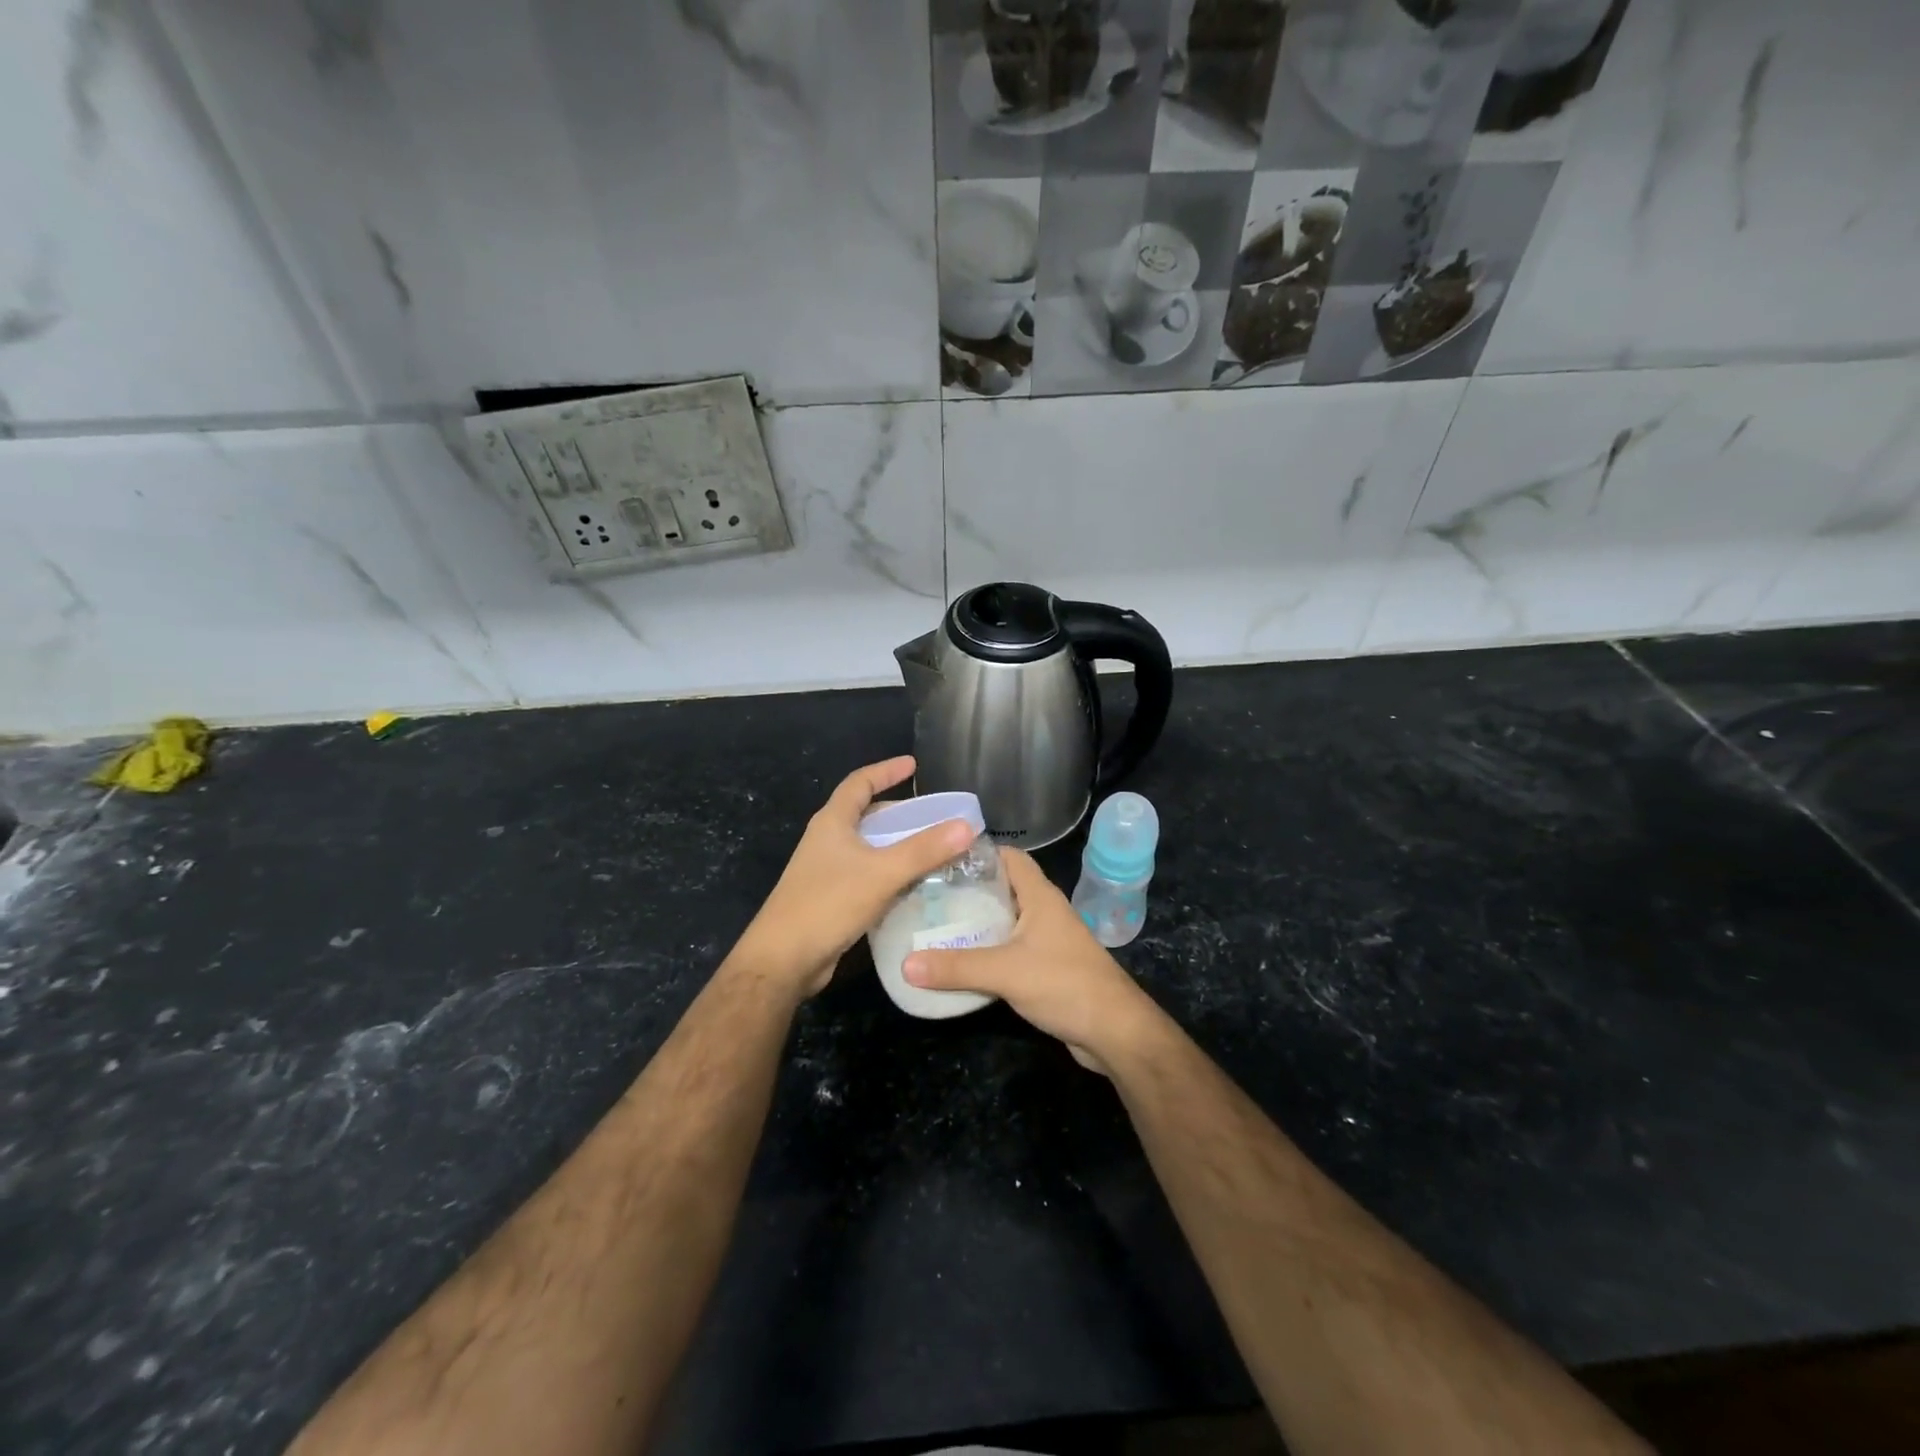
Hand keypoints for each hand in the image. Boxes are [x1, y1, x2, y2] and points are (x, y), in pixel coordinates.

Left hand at [733, 756, 975, 1000]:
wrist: (784, 959)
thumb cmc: (827, 904)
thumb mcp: (881, 873)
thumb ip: (924, 850)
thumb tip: (966, 825)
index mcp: (832, 822)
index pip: (859, 782)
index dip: (886, 771)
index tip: (914, 766)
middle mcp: (827, 841)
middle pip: (866, 815)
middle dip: (899, 812)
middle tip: (933, 817)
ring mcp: (827, 870)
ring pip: (868, 847)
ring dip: (897, 845)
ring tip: (932, 849)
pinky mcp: (831, 898)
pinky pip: (867, 875)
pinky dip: (890, 873)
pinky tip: (913, 886)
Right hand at [904, 848, 1164, 1073]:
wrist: (1114, 1031)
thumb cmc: (1064, 984)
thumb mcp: (1005, 972)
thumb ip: (956, 967)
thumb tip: (905, 964)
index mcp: (1040, 896)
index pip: (1009, 857)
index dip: (978, 852)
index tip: (940, 858)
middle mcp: (1044, 911)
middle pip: (1003, 888)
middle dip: (968, 890)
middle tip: (927, 895)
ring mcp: (1048, 940)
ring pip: (1006, 920)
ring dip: (977, 923)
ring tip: (935, 925)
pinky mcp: (1047, 967)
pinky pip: (1010, 949)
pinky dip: (987, 951)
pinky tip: (961, 962)